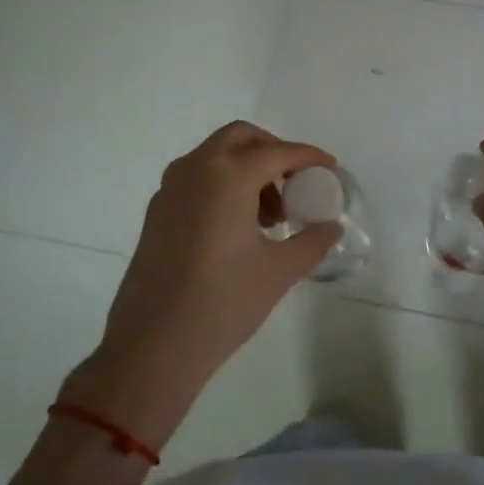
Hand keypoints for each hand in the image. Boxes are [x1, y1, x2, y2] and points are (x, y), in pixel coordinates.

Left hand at [62, 122, 339, 445]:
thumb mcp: (279, 271)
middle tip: (297, 183)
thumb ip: (312, 241)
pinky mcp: (157, 212)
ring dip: (248, 169)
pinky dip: (223, 185)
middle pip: (241, 138)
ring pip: (216, 156)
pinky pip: (197, 179)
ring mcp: (170, 189)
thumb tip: (331, 227)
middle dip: (273, 152)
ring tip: (271, 217)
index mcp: (228, 175)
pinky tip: (239, 228)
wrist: (152, 347)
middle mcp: (196, 169)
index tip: (330, 168)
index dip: (309, 157)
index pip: (278, 152)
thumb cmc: (222, 303)